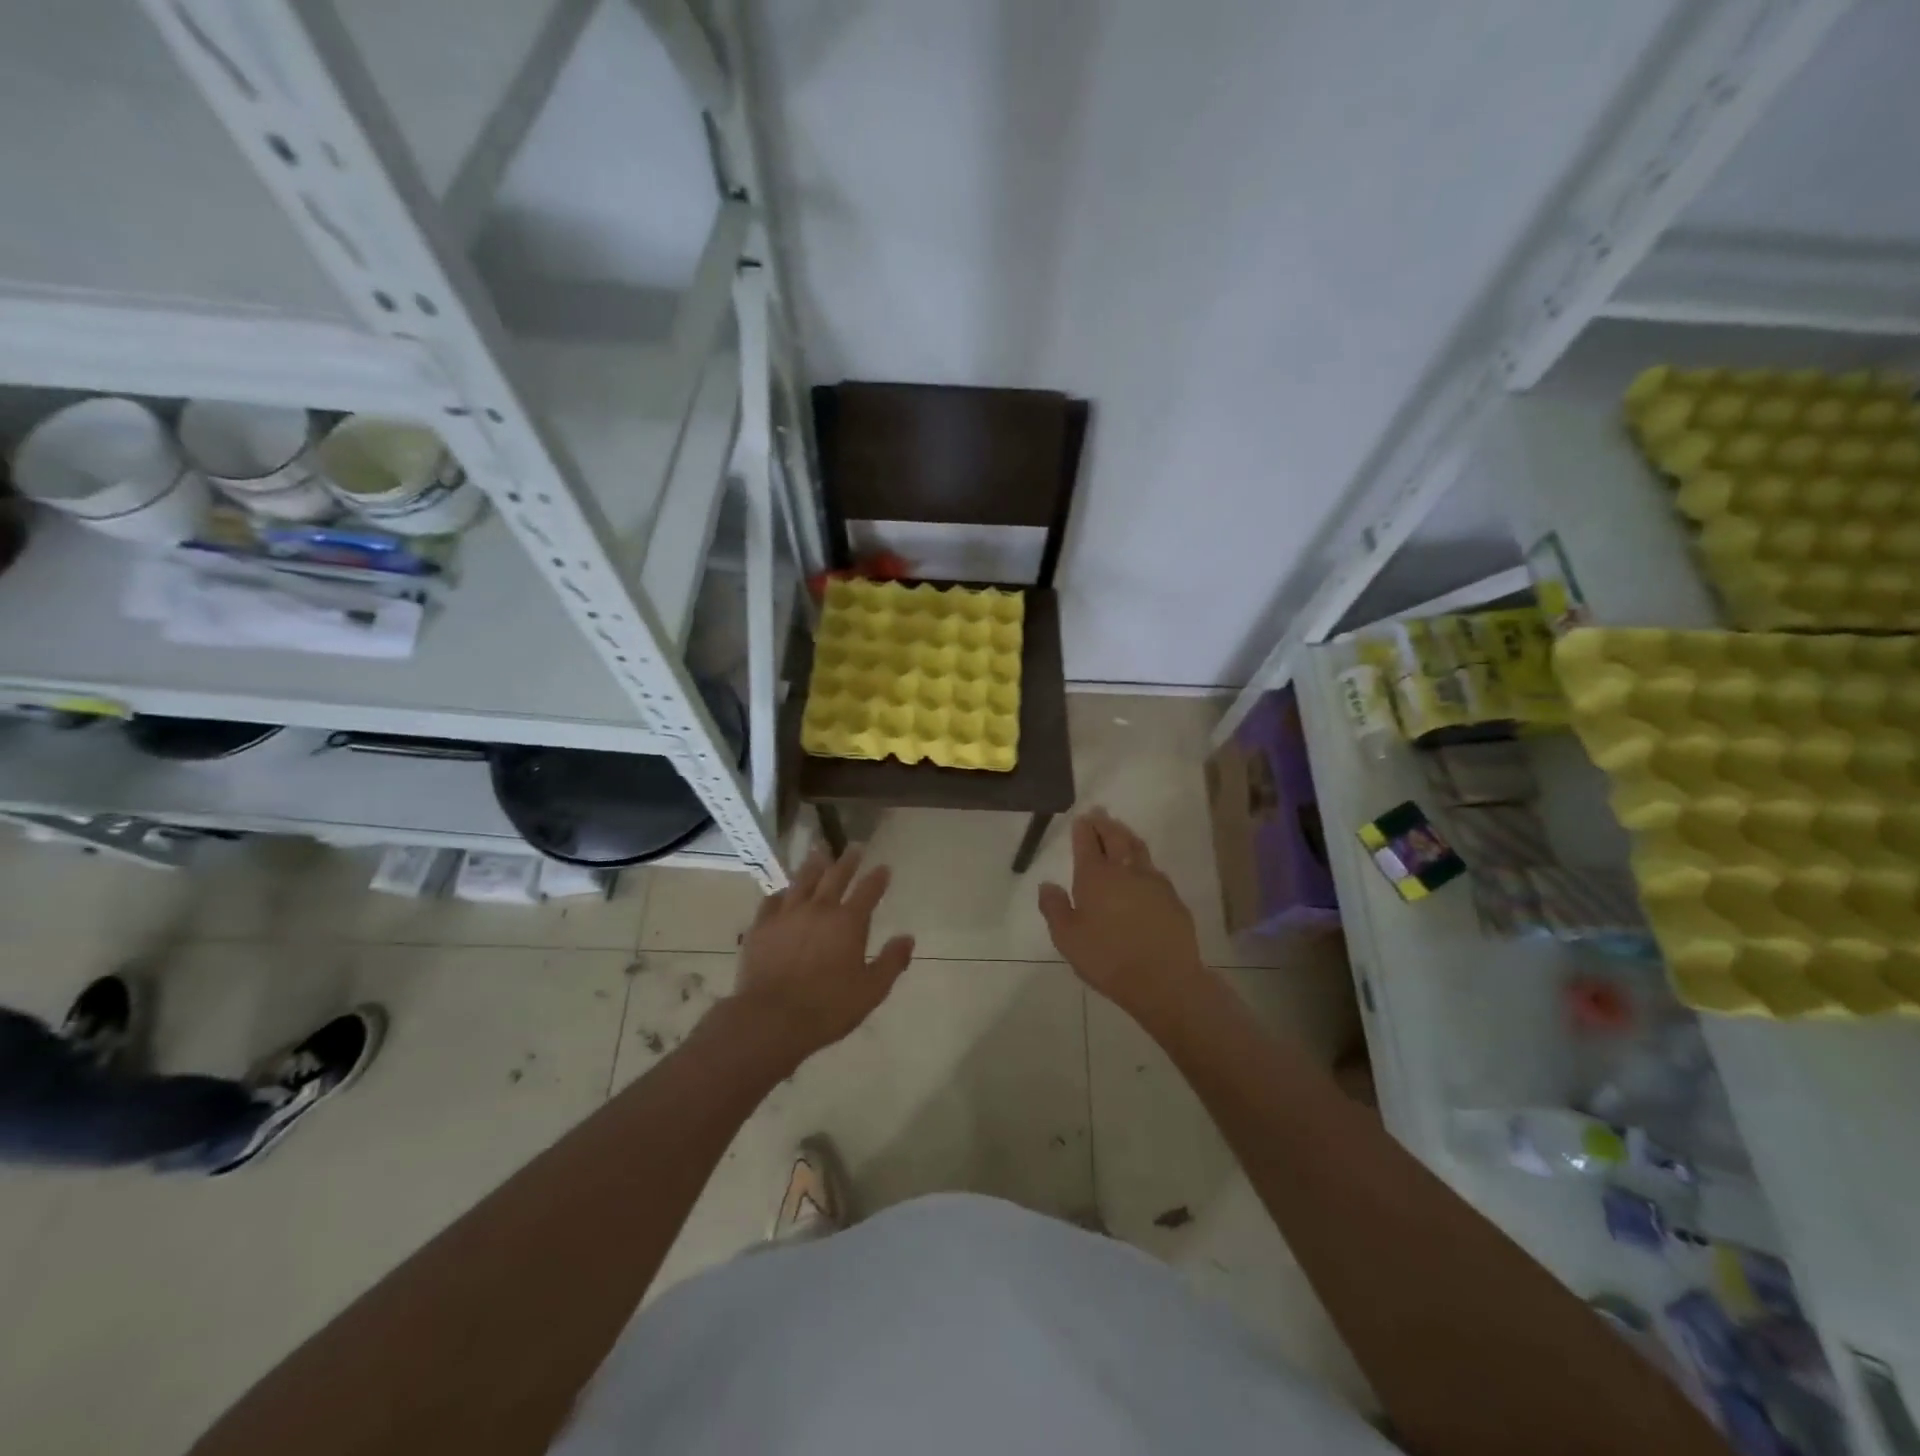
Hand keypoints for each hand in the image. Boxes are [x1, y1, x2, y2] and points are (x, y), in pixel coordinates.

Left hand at [734, 844, 914, 1059]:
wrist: (771, 1018)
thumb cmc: (827, 1008)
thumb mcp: (871, 991)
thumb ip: (891, 962)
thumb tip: (908, 938)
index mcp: (848, 922)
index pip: (868, 891)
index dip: (878, 878)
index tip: (884, 867)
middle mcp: (819, 909)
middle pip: (835, 876)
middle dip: (848, 861)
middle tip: (854, 847)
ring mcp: (787, 914)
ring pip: (802, 880)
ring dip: (814, 865)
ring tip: (819, 853)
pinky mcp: (761, 926)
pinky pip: (772, 901)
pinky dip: (781, 893)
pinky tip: (783, 892)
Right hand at [1038, 809, 1208, 1023]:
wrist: (1164, 980)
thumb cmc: (1107, 959)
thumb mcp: (1067, 939)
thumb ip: (1054, 908)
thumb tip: (1047, 884)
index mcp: (1095, 877)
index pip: (1087, 843)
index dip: (1083, 829)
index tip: (1081, 818)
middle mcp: (1124, 871)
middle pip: (1115, 837)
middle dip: (1105, 823)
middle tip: (1099, 813)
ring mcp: (1152, 882)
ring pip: (1138, 848)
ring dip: (1126, 835)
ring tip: (1120, 829)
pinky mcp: (1172, 897)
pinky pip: (1154, 869)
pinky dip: (1143, 861)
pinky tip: (1143, 868)